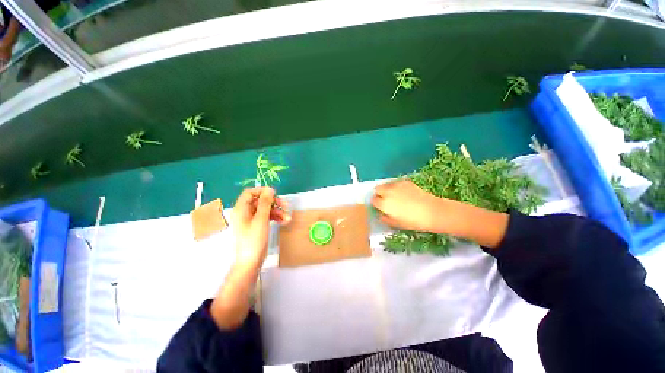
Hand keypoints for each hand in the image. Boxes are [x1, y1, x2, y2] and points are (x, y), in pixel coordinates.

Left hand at [233, 187, 289, 268]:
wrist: (251, 261)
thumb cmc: (253, 239)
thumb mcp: (261, 219)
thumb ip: (265, 203)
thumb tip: (269, 190)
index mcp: (241, 209)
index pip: (249, 193)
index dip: (262, 191)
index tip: (274, 194)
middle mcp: (245, 213)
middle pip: (260, 201)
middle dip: (274, 203)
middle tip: (285, 205)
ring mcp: (252, 220)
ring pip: (266, 209)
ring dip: (277, 212)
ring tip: (288, 218)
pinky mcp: (258, 226)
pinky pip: (267, 217)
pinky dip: (276, 218)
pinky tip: (284, 222)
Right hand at [372, 179, 442, 232]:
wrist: (432, 211)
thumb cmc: (413, 221)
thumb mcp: (396, 224)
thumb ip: (384, 218)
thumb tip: (380, 213)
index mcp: (383, 203)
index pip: (374, 200)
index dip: (377, 204)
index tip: (381, 207)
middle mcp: (387, 192)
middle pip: (377, 189)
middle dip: (379, 194)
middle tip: (386, 200)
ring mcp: (396, 185)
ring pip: (385, 184)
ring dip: (386, 189)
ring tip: (393, 195)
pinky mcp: (405, 181)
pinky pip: (395, 182)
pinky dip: (395, 186)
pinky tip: (402, 192)